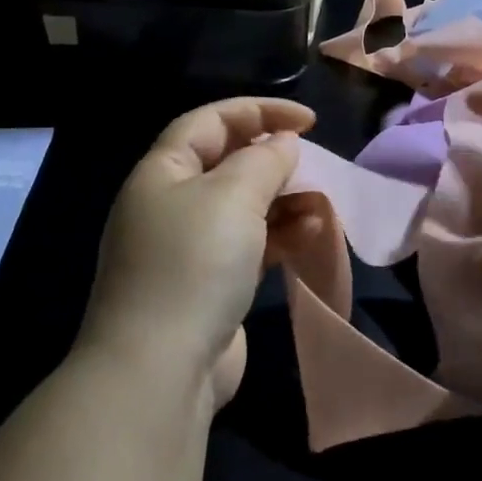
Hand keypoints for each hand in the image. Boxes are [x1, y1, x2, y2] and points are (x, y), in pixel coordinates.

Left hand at [80, 97, 315, 408]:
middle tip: (311, 163)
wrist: (161, 370)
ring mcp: (189, 248)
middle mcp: (171, 204)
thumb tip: (283, 143)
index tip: (308, 120)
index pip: (211, 121)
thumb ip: (264, 160)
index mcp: (162, 172)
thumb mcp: (232, 195)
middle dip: (272, 159)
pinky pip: (251, 244)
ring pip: (243, 206)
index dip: (259, 111)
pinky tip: (312, 234)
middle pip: (227, 163)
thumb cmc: (194, 264)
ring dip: (283, 200)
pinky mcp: (210, 284)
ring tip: (320, 203)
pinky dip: (281, 235)